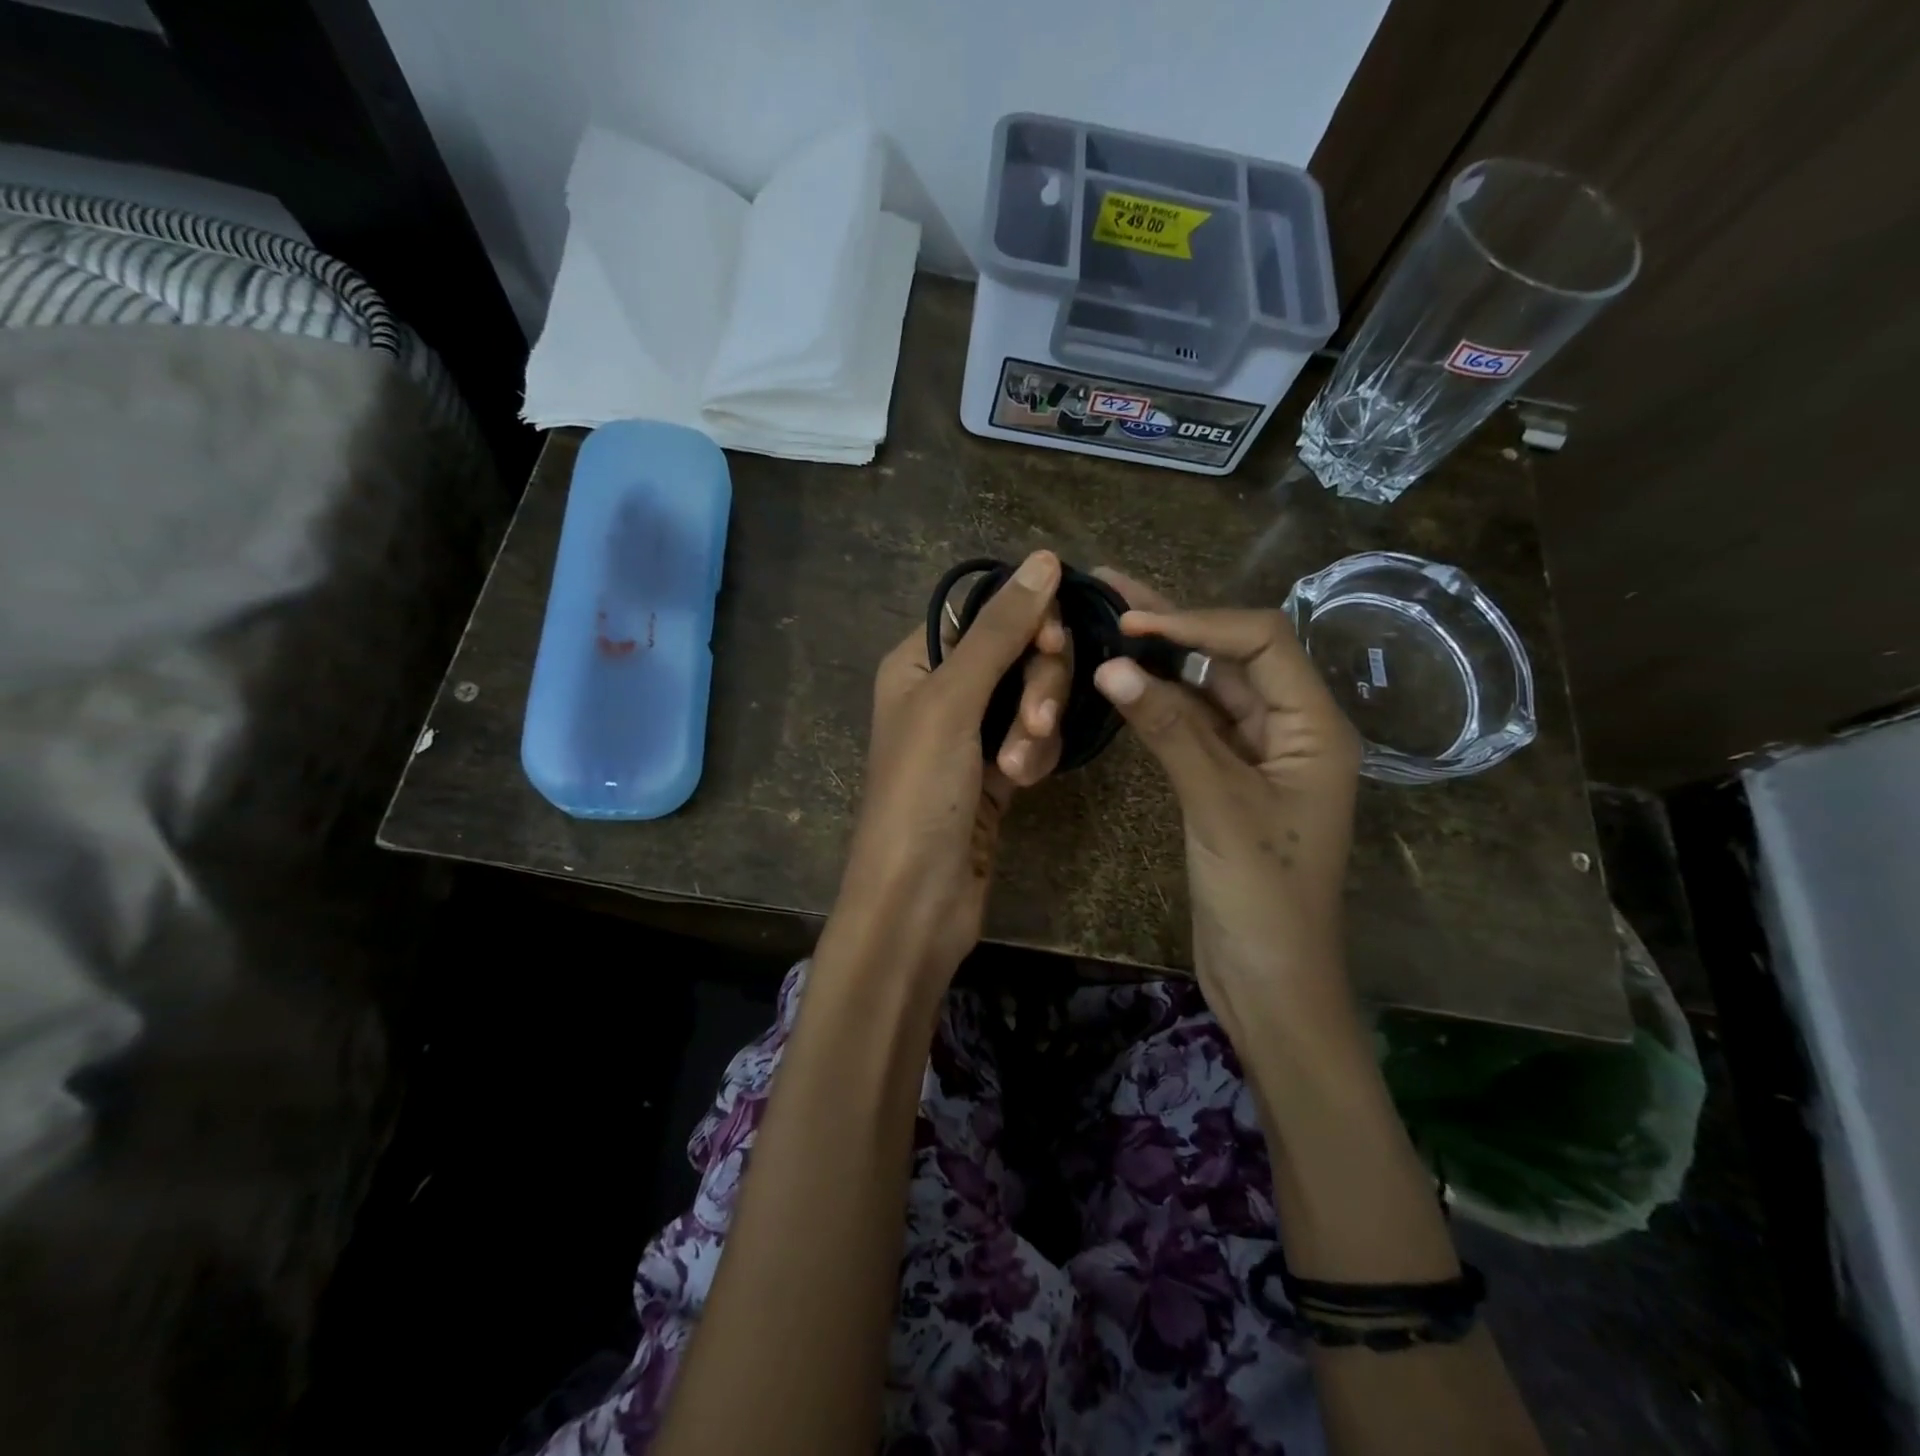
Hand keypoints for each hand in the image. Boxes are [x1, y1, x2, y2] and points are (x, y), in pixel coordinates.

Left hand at [832, 550, 1066, 986]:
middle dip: (1037, 687)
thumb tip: (1045, 558)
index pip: (988, 612)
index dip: (1028, 622)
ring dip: (1037, 730)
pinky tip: (1022, 786)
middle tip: (1034, 724)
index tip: (1052, 646)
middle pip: (1020, 653)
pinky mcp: (997, 770)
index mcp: (918, 660)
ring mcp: (972, 731)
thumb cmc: (920, 794)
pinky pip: (1035, 739)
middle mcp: (944, 688)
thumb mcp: (953, 702)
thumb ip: (1000, 630)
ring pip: (1035, 697)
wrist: (917, 900)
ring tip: (1018, 769)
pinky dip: (1035, 757)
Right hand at [1089, 570, 1361, 1019]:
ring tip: (1108, 623)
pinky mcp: (1228, 780)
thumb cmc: (1263, 897)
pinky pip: (1194, 726)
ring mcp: (1258, 755)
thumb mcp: (1218, 806)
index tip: (1129, 622)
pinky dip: (1159, 703)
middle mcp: (1292, 728)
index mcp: (1315, 726)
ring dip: (1162, 659)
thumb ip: (1169, 730)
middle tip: (1109, 589)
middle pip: (1233, 656)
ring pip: (1209, 689)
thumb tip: (1112, 665)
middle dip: (1175, 621)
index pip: (1260, 641)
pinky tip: (1123, 684)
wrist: (1269, 979)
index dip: (1196, 620)